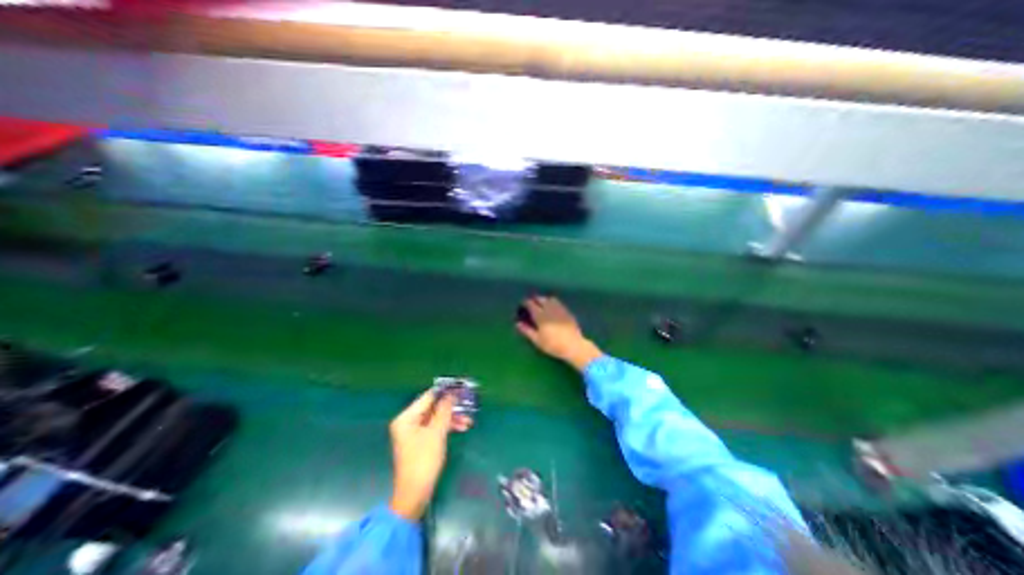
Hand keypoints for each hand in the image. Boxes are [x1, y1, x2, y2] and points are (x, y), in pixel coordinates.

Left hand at [389, 391, 474, 520]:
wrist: (415, 495)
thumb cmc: (424, 461)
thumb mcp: (437, 433)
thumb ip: (444, 410)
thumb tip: (452, 393)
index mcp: (407, 418)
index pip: (428, 397)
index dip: (445, 392)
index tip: (461, 388)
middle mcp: (408, 422)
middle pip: (433, 407)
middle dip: (451, 407)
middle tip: (467, 404)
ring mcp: (414, 432)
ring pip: (436, 418)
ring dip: (452, 418)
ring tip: (468, 421)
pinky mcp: (421, 441)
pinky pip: (435, 427)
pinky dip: (448, 427)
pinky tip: (462, 427)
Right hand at [517, 297, 602, 373]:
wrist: (573, 346)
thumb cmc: (553, 345)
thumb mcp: (537, 340)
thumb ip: (527, 330)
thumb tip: (517, 323)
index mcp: (540, 315)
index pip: (531, 304)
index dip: (525, 303)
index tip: (522, 305)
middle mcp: (549, 309)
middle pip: (540, 299)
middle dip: (534, 300)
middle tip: (531, 304)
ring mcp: (559, 309)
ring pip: (550, 299)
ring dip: (544, 299)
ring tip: (542, 304)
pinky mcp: (567, 312)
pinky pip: (558, 303)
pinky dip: (553, 302)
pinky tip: (553, 308)